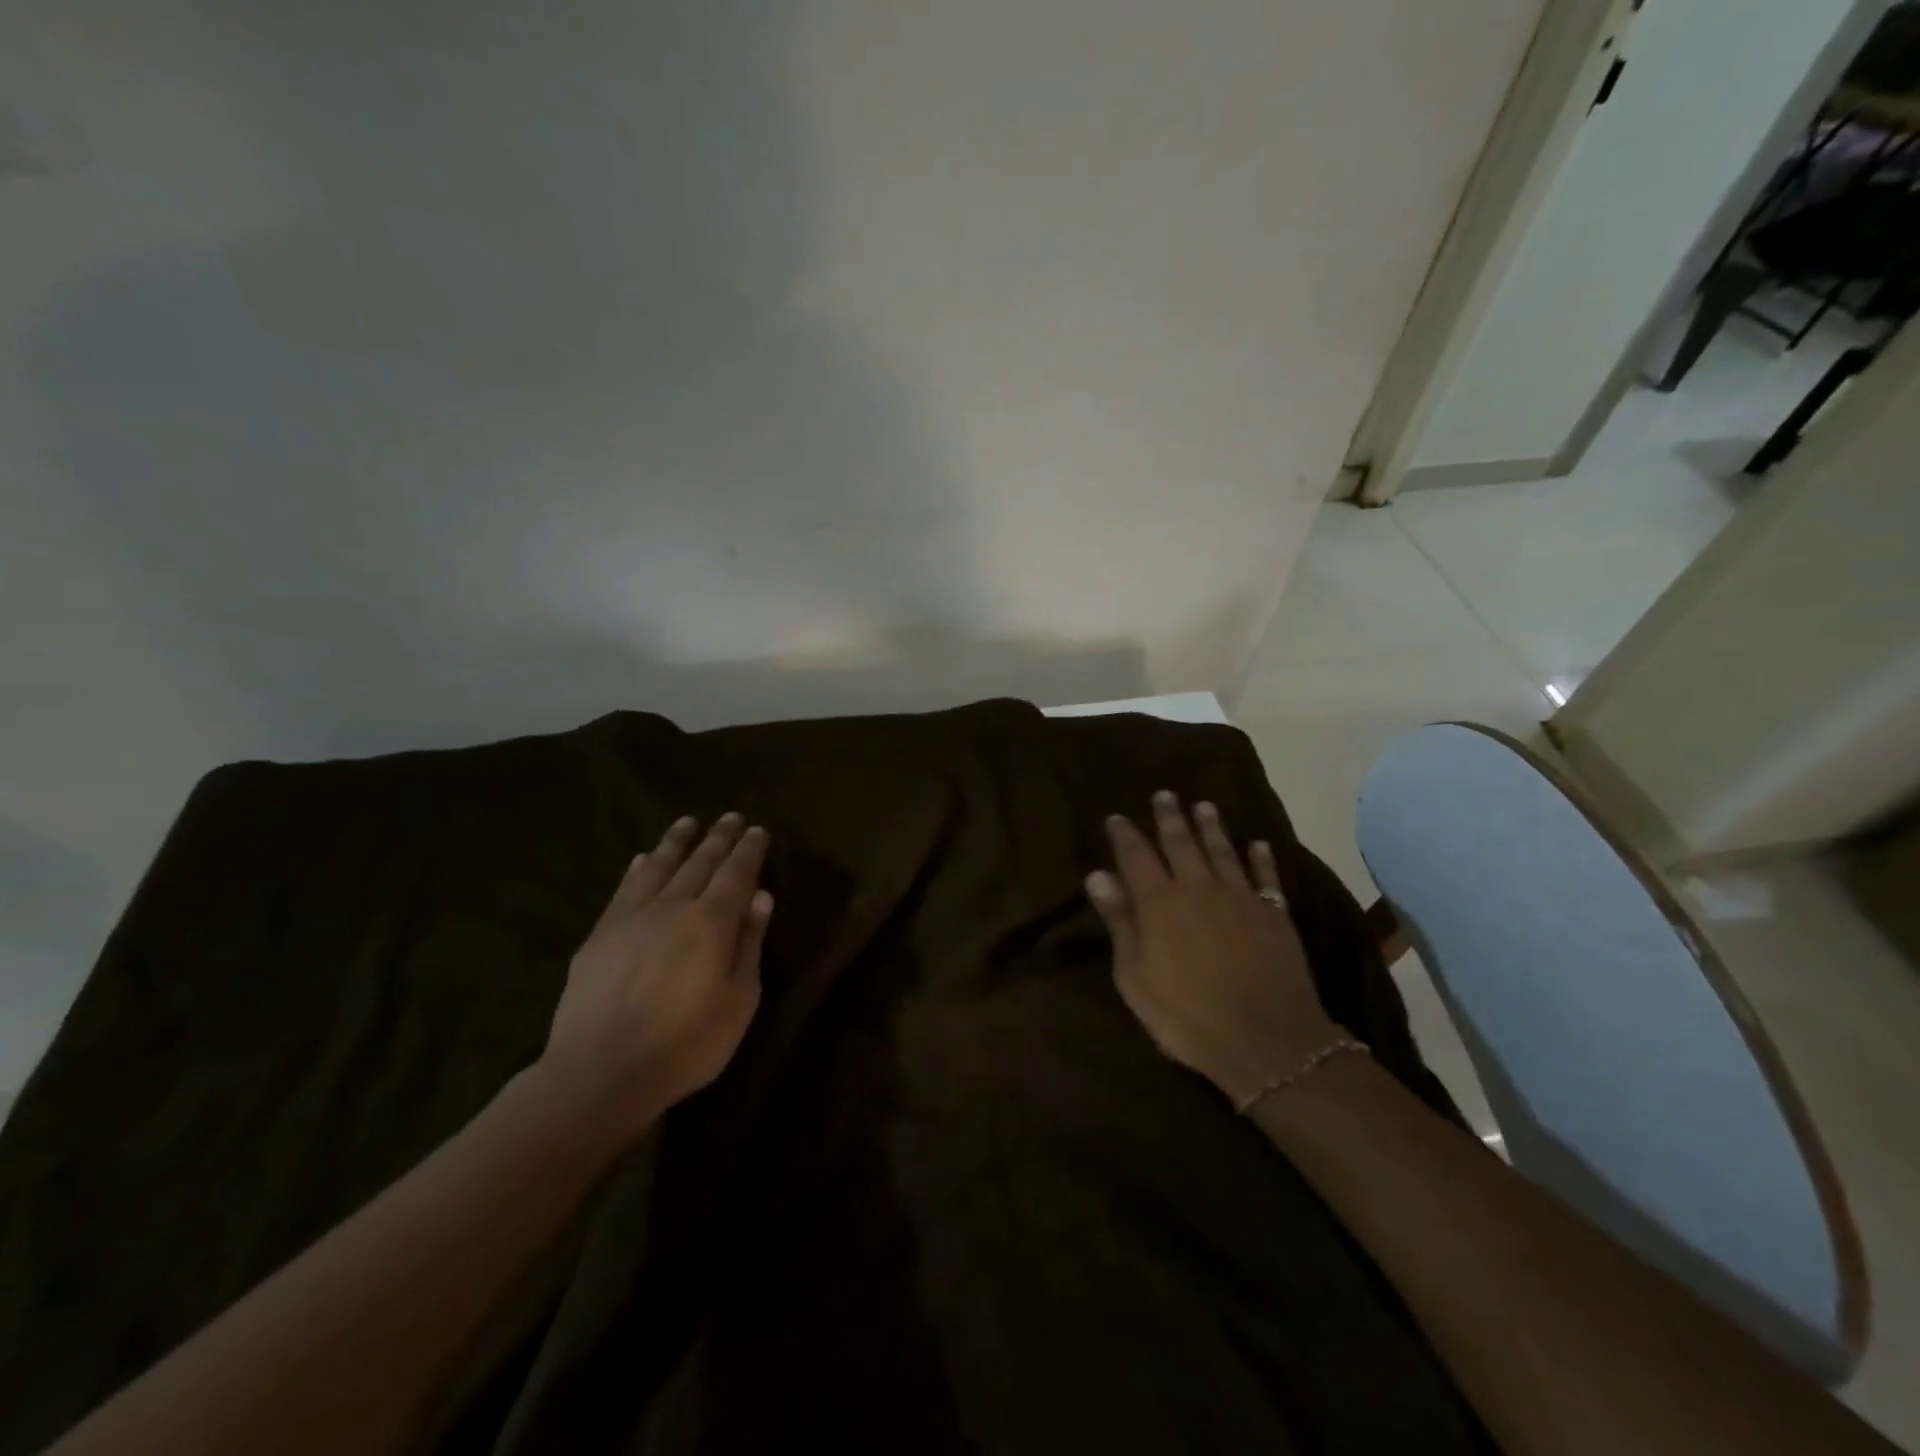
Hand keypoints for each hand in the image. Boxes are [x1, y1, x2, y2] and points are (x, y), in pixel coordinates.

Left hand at [539, 814, 773, 1135]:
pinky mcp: (600, 934)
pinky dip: (638, 868)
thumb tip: (761, 897)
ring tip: (688, 822)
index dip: (749, 850)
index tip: (758, 830)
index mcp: (712, 921)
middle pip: (701, 862)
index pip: (737, 873)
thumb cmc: (686, 1044)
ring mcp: (632, 917)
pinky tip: (643, 858)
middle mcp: (673, 906)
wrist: (600, 1073)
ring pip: (660, 866)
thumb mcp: (739, 1000)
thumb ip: (750, 944)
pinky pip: (624, 889)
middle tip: (731, 817)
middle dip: (719, 837)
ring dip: (677, 841)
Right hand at [1087, 792, 1341, 1109]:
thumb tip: (1098, 875)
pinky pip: (1266, 877)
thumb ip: (1120, 921)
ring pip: (1223, 851)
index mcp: (1160, 902)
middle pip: (1181, 843)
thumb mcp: (1135, 975)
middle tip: (1164, 794)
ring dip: (1212, 827)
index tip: (1116, 817)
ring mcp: (1240, 898)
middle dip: (1170, 817)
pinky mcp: (1274, 914)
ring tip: (1204, 806)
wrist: (1266, 1039)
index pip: (1137, 857)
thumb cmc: (1186, 1015)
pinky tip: (1258, 844)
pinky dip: (1261, 858)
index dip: (1125, 835)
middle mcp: (1199, 888)